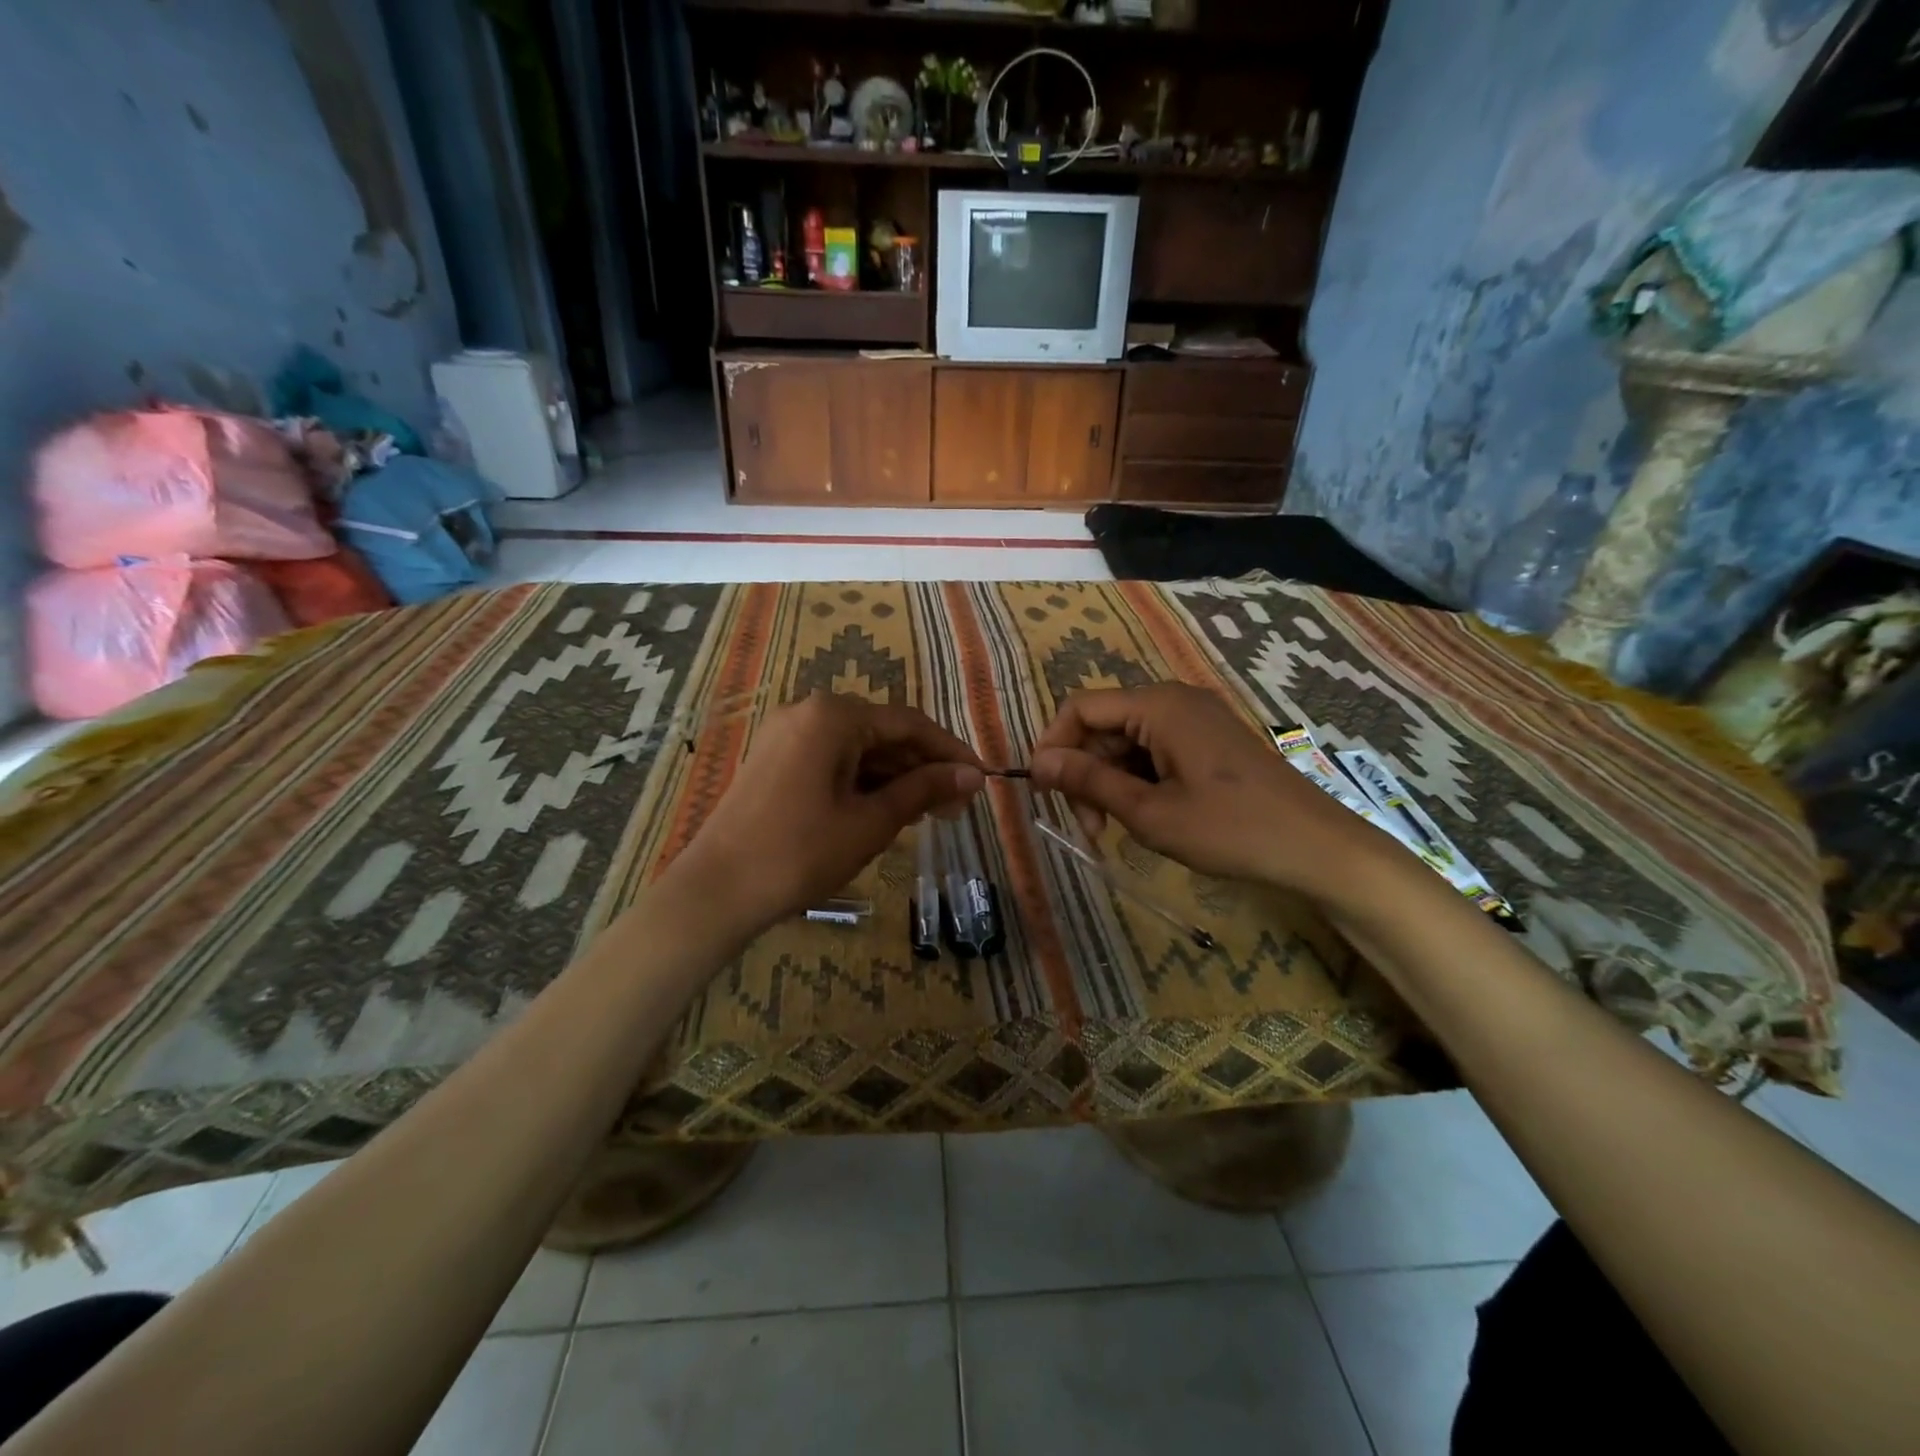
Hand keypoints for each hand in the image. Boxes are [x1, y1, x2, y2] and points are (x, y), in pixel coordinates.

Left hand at [669, 694, 984, 938]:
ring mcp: (787, 736)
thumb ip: (924, 790)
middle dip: (923, 768)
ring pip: (858, 749)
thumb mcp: (871, 821)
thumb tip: (973, 775)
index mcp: (833, 716)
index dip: (950, 751)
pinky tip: (887, 809)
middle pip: (883, 733)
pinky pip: (832, 761)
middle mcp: (808, 712)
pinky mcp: (775, 760)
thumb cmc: (801, 853)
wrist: (717, 891)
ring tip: (929, 813)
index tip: (982, 779)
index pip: (909, 724)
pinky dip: (863, 782)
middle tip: (957, 807)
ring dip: (895, 777)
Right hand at [1028, 683, 1387, 903]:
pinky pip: (1154, 749)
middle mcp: (1173, 700)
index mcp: (1158, 706)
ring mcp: (1194, 718)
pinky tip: (1144, 815)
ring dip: (1110, 782)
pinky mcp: (1208, 740)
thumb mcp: (1149, 812)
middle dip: (1085, 772)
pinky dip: (1138, 780)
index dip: (1053, 745)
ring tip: (1113, 830)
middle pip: (1103, 725)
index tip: (1043, 792)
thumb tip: (1037, 763)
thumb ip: (1090, 782)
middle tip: (1088, 827)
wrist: (1316, 848)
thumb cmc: (1230, 830)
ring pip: (1127, 741)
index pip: (1081, 707)